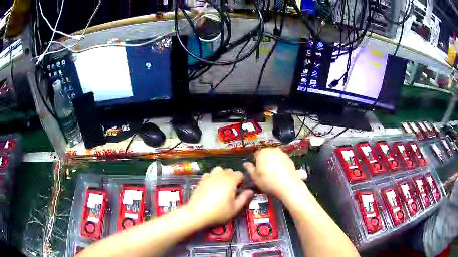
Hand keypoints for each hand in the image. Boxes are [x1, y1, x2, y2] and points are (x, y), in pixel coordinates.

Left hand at [187, 166, 252, 225]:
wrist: (197, 213)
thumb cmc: (218, 212)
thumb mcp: (235, 208)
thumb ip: (244, 198)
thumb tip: (250, 191)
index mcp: (230, 180)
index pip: (239, 174)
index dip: (241, 181)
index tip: (239, 191)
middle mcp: (220, 175)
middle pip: (230, 170)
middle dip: (233, 178)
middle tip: (231, 190)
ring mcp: (209, 176)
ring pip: (219, 169)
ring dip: (222, 175)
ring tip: (221, 186)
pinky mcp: (201, 179)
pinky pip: (209, 173)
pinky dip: (212, 177)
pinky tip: (211, 186)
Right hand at [244, 147, 304, 199]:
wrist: (288, 185)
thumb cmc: (268, 182)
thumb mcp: (255, 177)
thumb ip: (250, 168)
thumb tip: (245, 163)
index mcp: (262, 153)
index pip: (256, 154)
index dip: (255, 162)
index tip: (256, 170)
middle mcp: (272, 150)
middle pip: (266, 153)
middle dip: (264, 160)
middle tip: (264, 171)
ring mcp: (282, 153)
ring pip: (274, 155)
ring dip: (273, 161)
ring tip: (273, 172)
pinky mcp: (290, 158)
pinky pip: (282, 159)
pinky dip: (280, 163)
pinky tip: (280, 172)